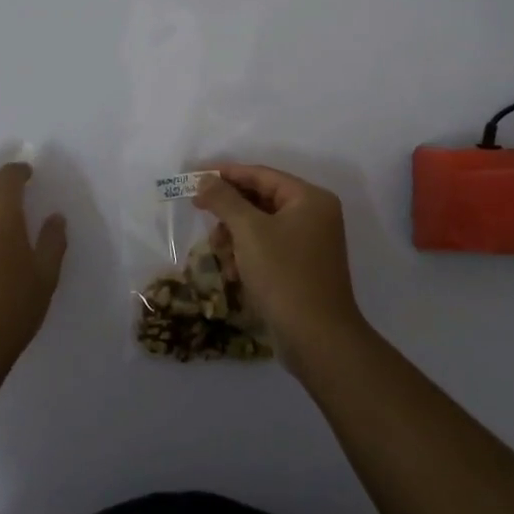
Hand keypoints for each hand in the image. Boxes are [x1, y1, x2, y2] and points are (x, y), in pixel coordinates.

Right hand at [193, 163, 365, 364]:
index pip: (262, 175)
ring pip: (261, 227)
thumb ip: (225, 200)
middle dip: (230, 211)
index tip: (196, 178)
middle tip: (201, 215)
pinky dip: (247, 256)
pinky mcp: (301, 269)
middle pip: (261, 200)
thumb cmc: (284, 275)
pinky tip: (232, 274)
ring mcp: (310, 244)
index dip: (227, 174)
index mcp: (310, 199)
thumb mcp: (249, 232)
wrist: (317, 338)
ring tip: (219, 254)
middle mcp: (314, 216)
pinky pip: (268, 249)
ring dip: (235, 237)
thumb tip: (205, 180)